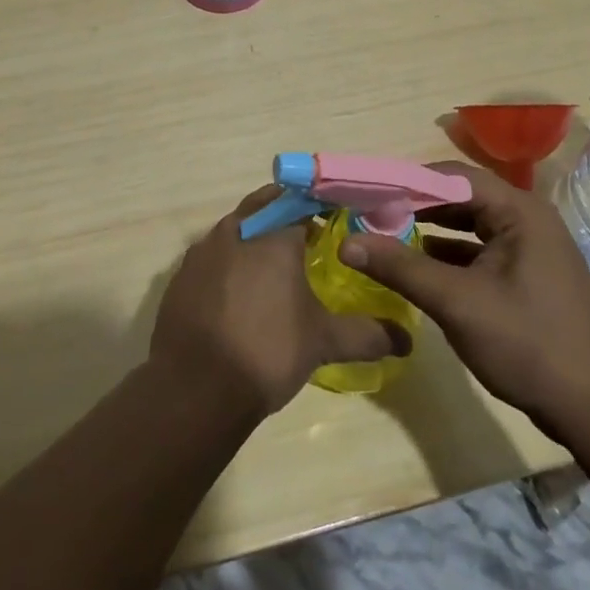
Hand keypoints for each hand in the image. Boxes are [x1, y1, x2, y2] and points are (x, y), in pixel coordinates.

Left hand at [150, 187, 411, 416]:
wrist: (195, 387)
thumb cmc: (267, 351)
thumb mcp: (324, 342)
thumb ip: (367, 334)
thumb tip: (406, 340)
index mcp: (273, 234)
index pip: (303, 202)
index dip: (322, 208)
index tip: (338, 222)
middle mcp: (236, 229)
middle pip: (267, 205)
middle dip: (288, 214)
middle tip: (311, 239)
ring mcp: (203, 250)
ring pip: (237, 227)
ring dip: (258, 235)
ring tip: (277, 268)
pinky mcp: (182, 273)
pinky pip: (213, 253)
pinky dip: (230, 261)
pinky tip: (240, 292)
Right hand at [339, 162, 589, 439]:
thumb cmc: (526, 344)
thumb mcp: (456, 302)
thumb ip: (400, 267)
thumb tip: (346, 242)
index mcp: (520, 212)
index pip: (453, 176)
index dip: (408, 182)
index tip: (369, 193)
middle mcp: (529, 219)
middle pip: (462, 196)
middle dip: (416, 204)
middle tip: (372, 212)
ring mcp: (533, 248)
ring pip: (471, 223)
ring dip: (431, 227)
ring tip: (387, 233)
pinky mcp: (530, 275)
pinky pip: (482, 249)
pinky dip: (451, 252)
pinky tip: (421, 264)